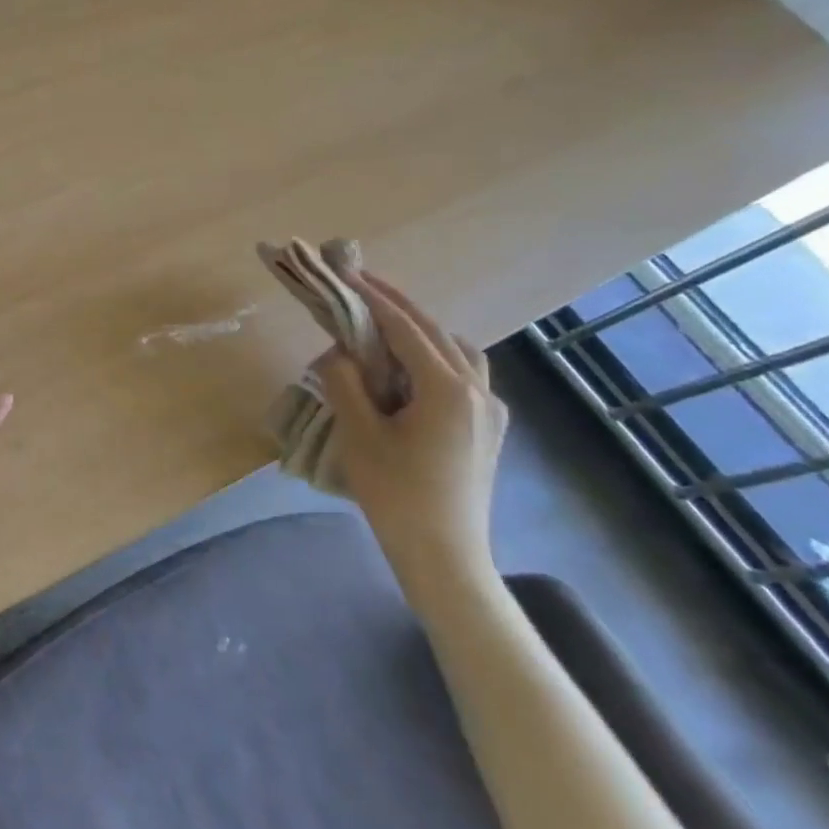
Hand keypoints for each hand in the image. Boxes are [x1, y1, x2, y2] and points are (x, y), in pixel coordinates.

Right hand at [315, 273, 506, 582]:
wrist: (444, 555)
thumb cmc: (397, 494)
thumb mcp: (359, 434)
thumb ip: (345, 382)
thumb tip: (338, 352)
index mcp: (447, 389)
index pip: (406, 328)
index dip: (374, 298)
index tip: (347, 273)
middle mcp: (478, 392)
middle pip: (436, 332)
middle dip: (397, 306)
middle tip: (360, 285)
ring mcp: (491, 412)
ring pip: (458, 351)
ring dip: (421, 330)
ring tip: (385, 325)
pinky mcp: (489, 430)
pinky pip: (465, 375)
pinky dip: (436, 356)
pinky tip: (411, 369)